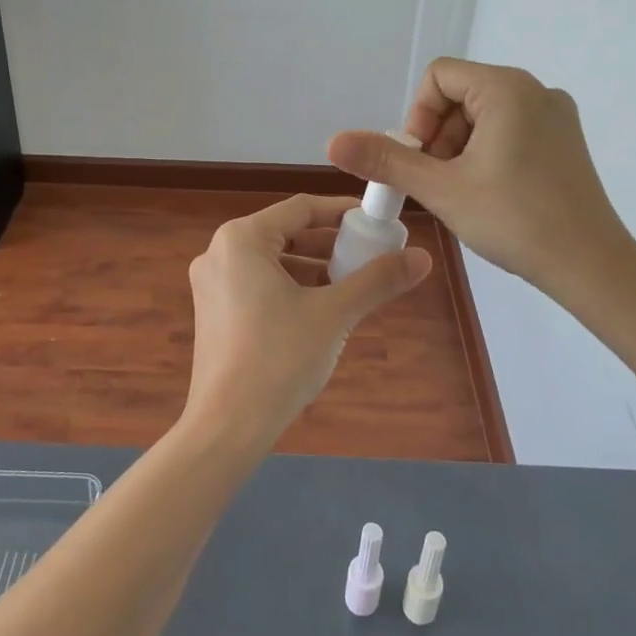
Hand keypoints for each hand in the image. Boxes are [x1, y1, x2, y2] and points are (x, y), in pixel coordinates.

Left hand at [183, 194, 431, 452]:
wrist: (227, 427)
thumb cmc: (279, 359)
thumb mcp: (334, 314)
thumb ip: (377, 280)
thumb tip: (423, 257)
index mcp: (241, 239)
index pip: (301, 209)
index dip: (342, 212)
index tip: (377, 221)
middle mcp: (219, 252)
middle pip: (285, 234)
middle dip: (330, 244)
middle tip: (370, 255)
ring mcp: (211, 284)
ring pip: (273, 261)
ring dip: (313, 268)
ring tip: (352, 284)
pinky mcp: (213, 312)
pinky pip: (258, 284)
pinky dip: (291, 288)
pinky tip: (320, 309)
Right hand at [328, 59, 635, 303]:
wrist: (590, 265)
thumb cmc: (514, 219)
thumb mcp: (441, 189)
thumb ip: (386, 160)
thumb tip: (334, 140)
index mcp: (507, 88)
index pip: (439, 77)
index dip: (417, 117)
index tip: (420, 161)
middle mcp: (536, 90)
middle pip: (461, 95)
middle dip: (438, 136)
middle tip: (438, 183)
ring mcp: (556, 114)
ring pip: (484, 115)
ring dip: (460, 148)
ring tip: (462, 192)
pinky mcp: (565, 140)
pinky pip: (511, 129)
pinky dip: (487, 153)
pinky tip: (490, 193)